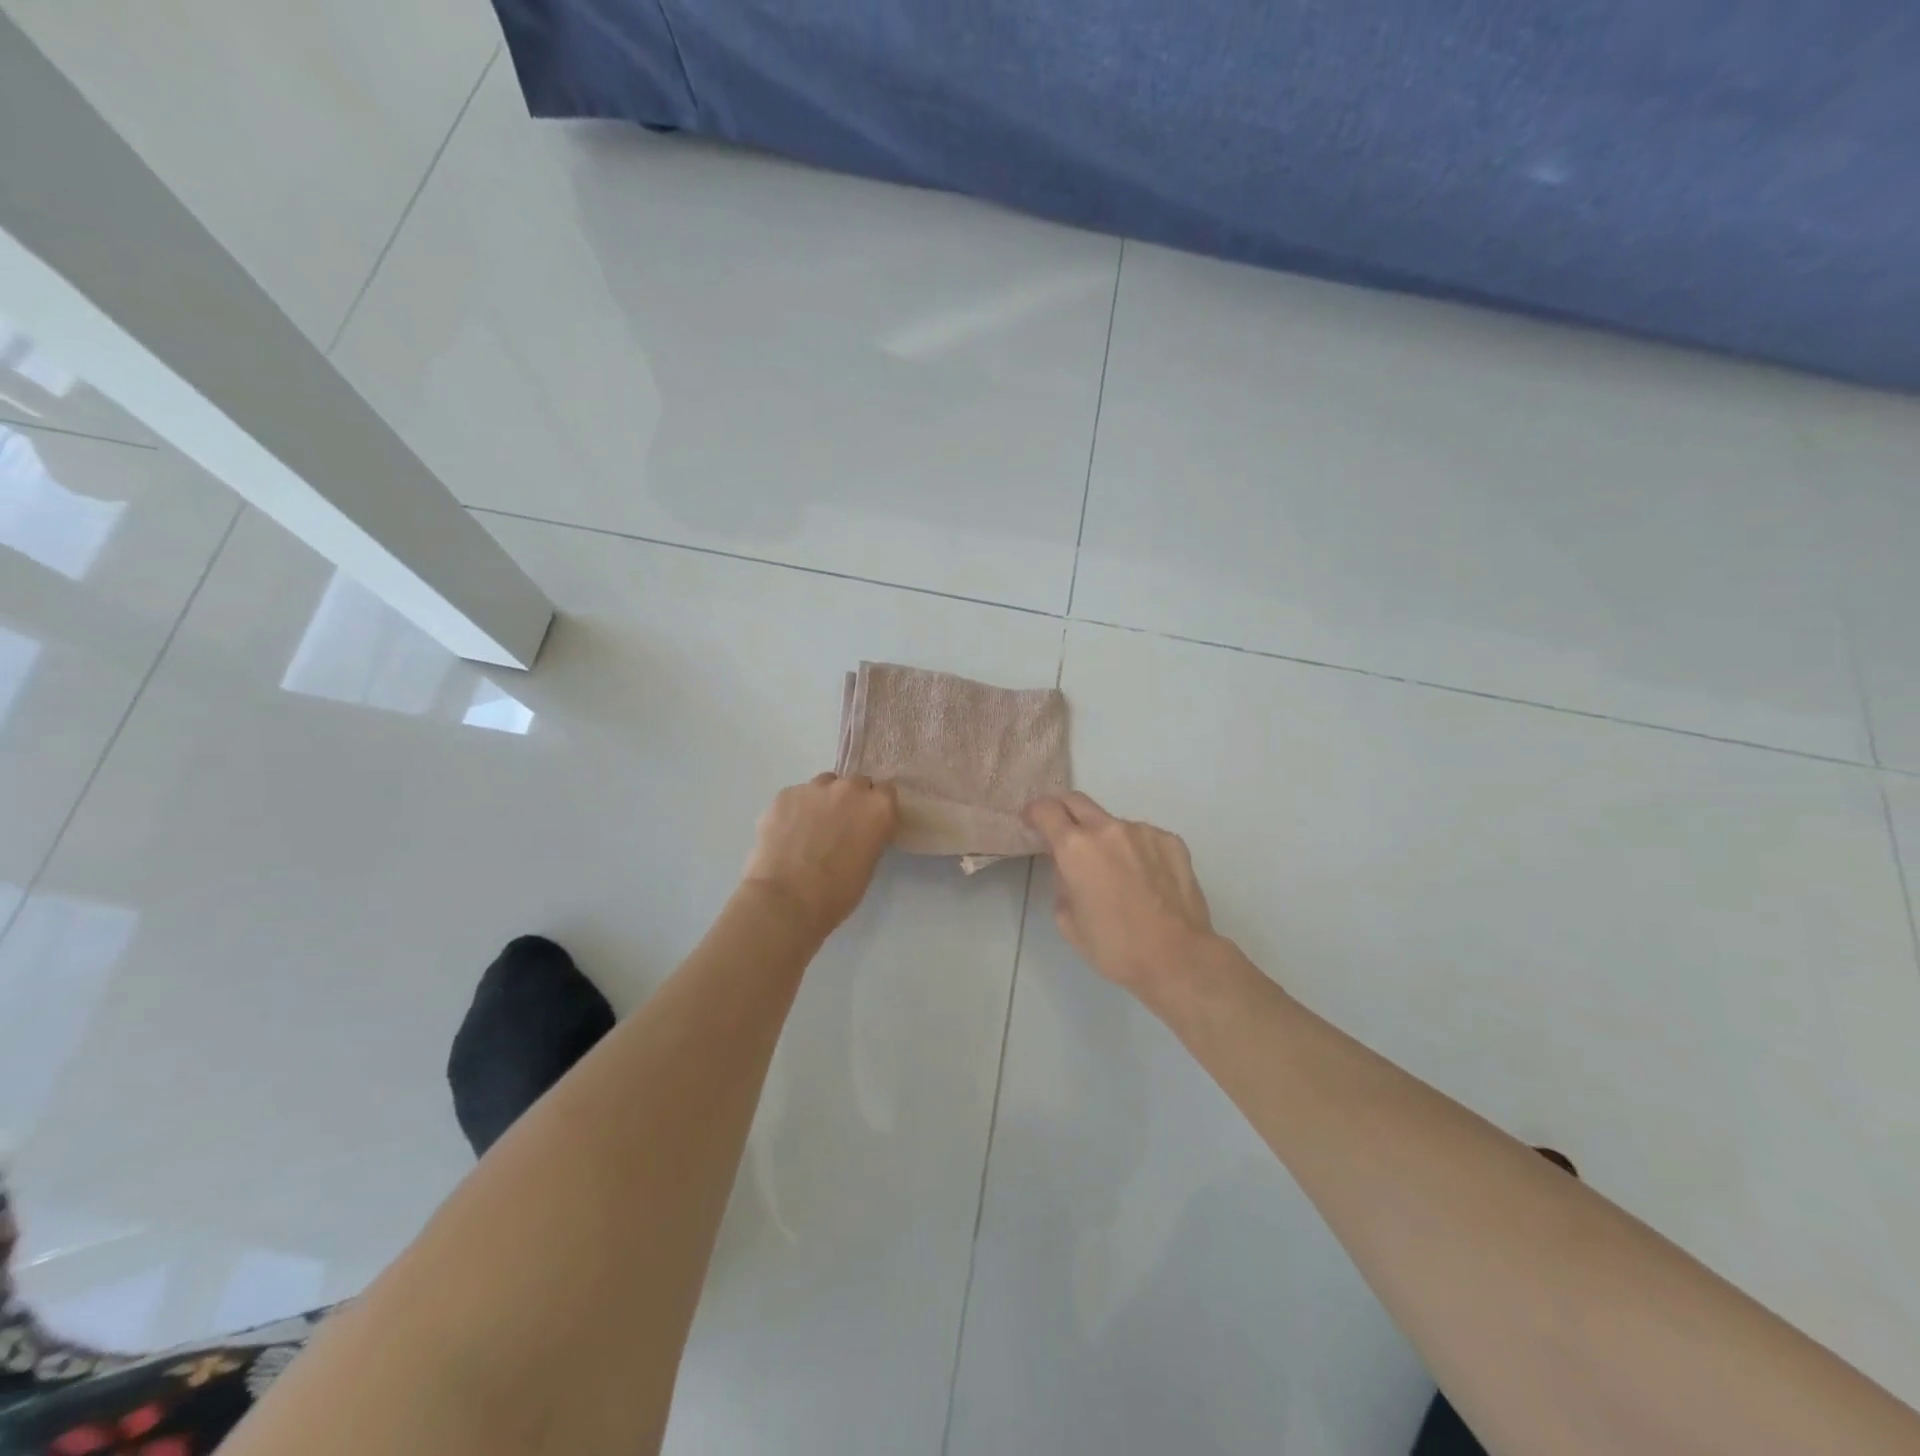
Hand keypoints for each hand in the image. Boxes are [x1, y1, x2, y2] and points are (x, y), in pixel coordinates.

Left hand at [743, 773, 899, 936]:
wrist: (786, 900)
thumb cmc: (837, 893)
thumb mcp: (868, 864)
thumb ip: (869, 835)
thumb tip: (857, 831)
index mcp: (878, 807)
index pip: (885, 793)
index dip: (874, 808)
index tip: (867, 823)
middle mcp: (850, 789)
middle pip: (856, 783)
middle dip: (850, 800)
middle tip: (839, 826)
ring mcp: (814, 788)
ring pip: (824, 785)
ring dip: (822, 800)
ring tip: (809, 828)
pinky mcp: (784, 795)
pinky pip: (796, 796)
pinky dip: (795, 810)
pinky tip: (786, 834)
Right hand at [1023, 792, 1220, 1003]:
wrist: (1177, 958)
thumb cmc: (1114, 947)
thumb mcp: (1067, 921)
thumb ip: (1061, 883)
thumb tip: (1069, 869)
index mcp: (1075, 847)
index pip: (1046, 810)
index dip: (1034, 812)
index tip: (1032, 822)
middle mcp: (1108, 829)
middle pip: (1077, 801)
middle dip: (1063, 812)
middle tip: (1063, 834)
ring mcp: (1143, 831)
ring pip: (1113, 823)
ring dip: (1105, 837)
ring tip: (1115, 871)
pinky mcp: (1170, 841)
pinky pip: (1142, 837)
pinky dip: (1135, 849)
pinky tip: (1144, 879)